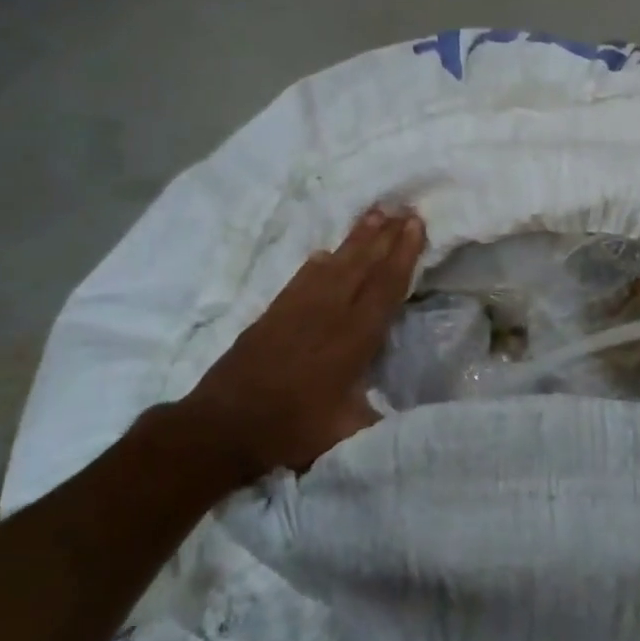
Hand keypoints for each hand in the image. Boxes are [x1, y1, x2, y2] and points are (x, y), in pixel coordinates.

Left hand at [171, 207, 425, 481]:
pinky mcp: (274, 312)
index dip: (403, 255)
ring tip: (375, 213)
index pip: (385, 287)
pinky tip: (325, 252)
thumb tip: (411, 415)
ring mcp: (299, 308)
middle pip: (363, 265)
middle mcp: (330, 313)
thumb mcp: (347, 432)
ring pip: (336, 263)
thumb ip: (381, 418)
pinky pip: (303, 277)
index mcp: (354, 338)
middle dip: (386, 236)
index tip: (416, 225)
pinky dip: (318, 262)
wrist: (223, 426)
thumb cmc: (291, 429)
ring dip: (357, 238)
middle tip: (404, 208)